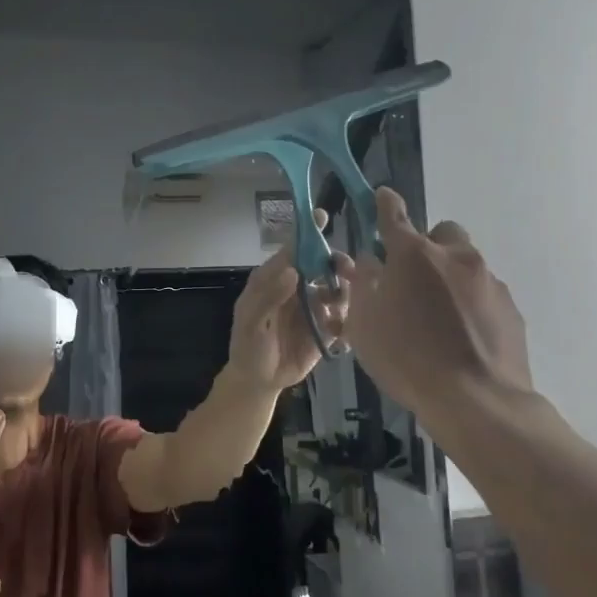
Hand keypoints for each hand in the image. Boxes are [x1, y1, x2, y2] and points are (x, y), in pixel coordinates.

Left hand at [227, 209, 352, 391]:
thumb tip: (292, 270)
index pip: (293, 249)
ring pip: (340, 289)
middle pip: (324, 265)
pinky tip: (339, 337)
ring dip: (345, 297)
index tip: (321, 215)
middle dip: (338, 265)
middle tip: (347, 275)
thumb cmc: (248, 346)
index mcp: (275, 278)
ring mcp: (315, 307)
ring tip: (337, 316)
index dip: (307, 233)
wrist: (259, 381)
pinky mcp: (329, 328)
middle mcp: (299, 287)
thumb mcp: (251, 322)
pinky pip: (346, 319)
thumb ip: (269, 296)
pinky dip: (348, 324)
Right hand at [340, 188, 533, 417]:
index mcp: (414, 255)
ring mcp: (489, 282)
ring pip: (466, 264)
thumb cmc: (407, 358)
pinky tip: (462, 336)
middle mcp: (455, 257)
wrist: (477, 400)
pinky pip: (485, 294)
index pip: (394, 215)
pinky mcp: (511, 309)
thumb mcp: (365, 323)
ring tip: (438, 317)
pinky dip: (471, 304)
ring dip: (450, 277)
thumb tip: (370, 261)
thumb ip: (364, 285)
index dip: (385, 204)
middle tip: (412, 279)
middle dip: (427, 246)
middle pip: (442, 233)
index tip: (382, 197)